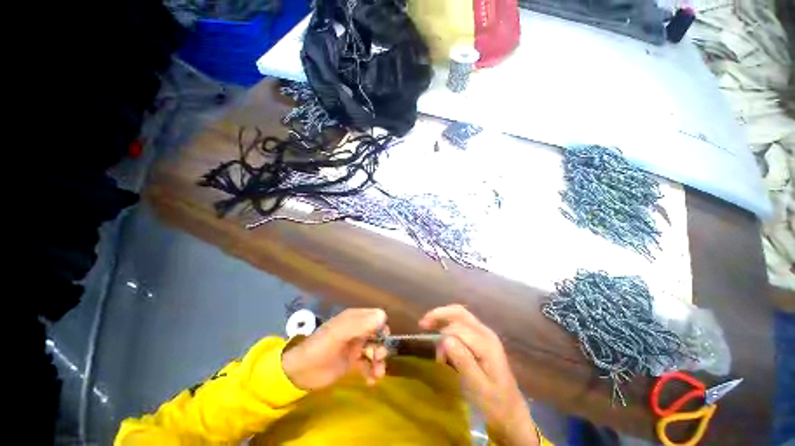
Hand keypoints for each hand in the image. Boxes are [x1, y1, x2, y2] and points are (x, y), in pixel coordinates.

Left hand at [281, 308, 389, 390]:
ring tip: (377, 374)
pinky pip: (369, 364)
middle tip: (377, 358)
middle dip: (381, 346)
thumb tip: (383, 317)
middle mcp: (357, 330)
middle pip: (378, 334)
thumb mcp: (339, 333)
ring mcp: (356, 346)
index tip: (381, 340)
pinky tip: (371, 381)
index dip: (382, 327)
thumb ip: (360, 324)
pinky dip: (373, 372)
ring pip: (375, 350)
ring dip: (379, 361)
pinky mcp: (353, 362)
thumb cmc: (319, 348)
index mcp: (354, 318)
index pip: (376, 317)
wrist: (299, 373)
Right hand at [419, 304, 538, 445]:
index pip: (458, 328)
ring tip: (427, 326)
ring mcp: (485, 334)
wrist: (511, 412)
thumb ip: (462, 360)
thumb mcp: (477, 387)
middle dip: (439, 314)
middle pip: (460, 313)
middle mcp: (486, 333)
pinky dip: (448, 323)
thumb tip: (444, 339)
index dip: (442, 336)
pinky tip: (440, 332)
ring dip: (442, 318)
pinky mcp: (482, 339)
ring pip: (460, 315)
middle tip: (422, 324)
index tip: (434, 354)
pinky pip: (462, 323)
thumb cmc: (494, 403)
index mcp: (487, 344)